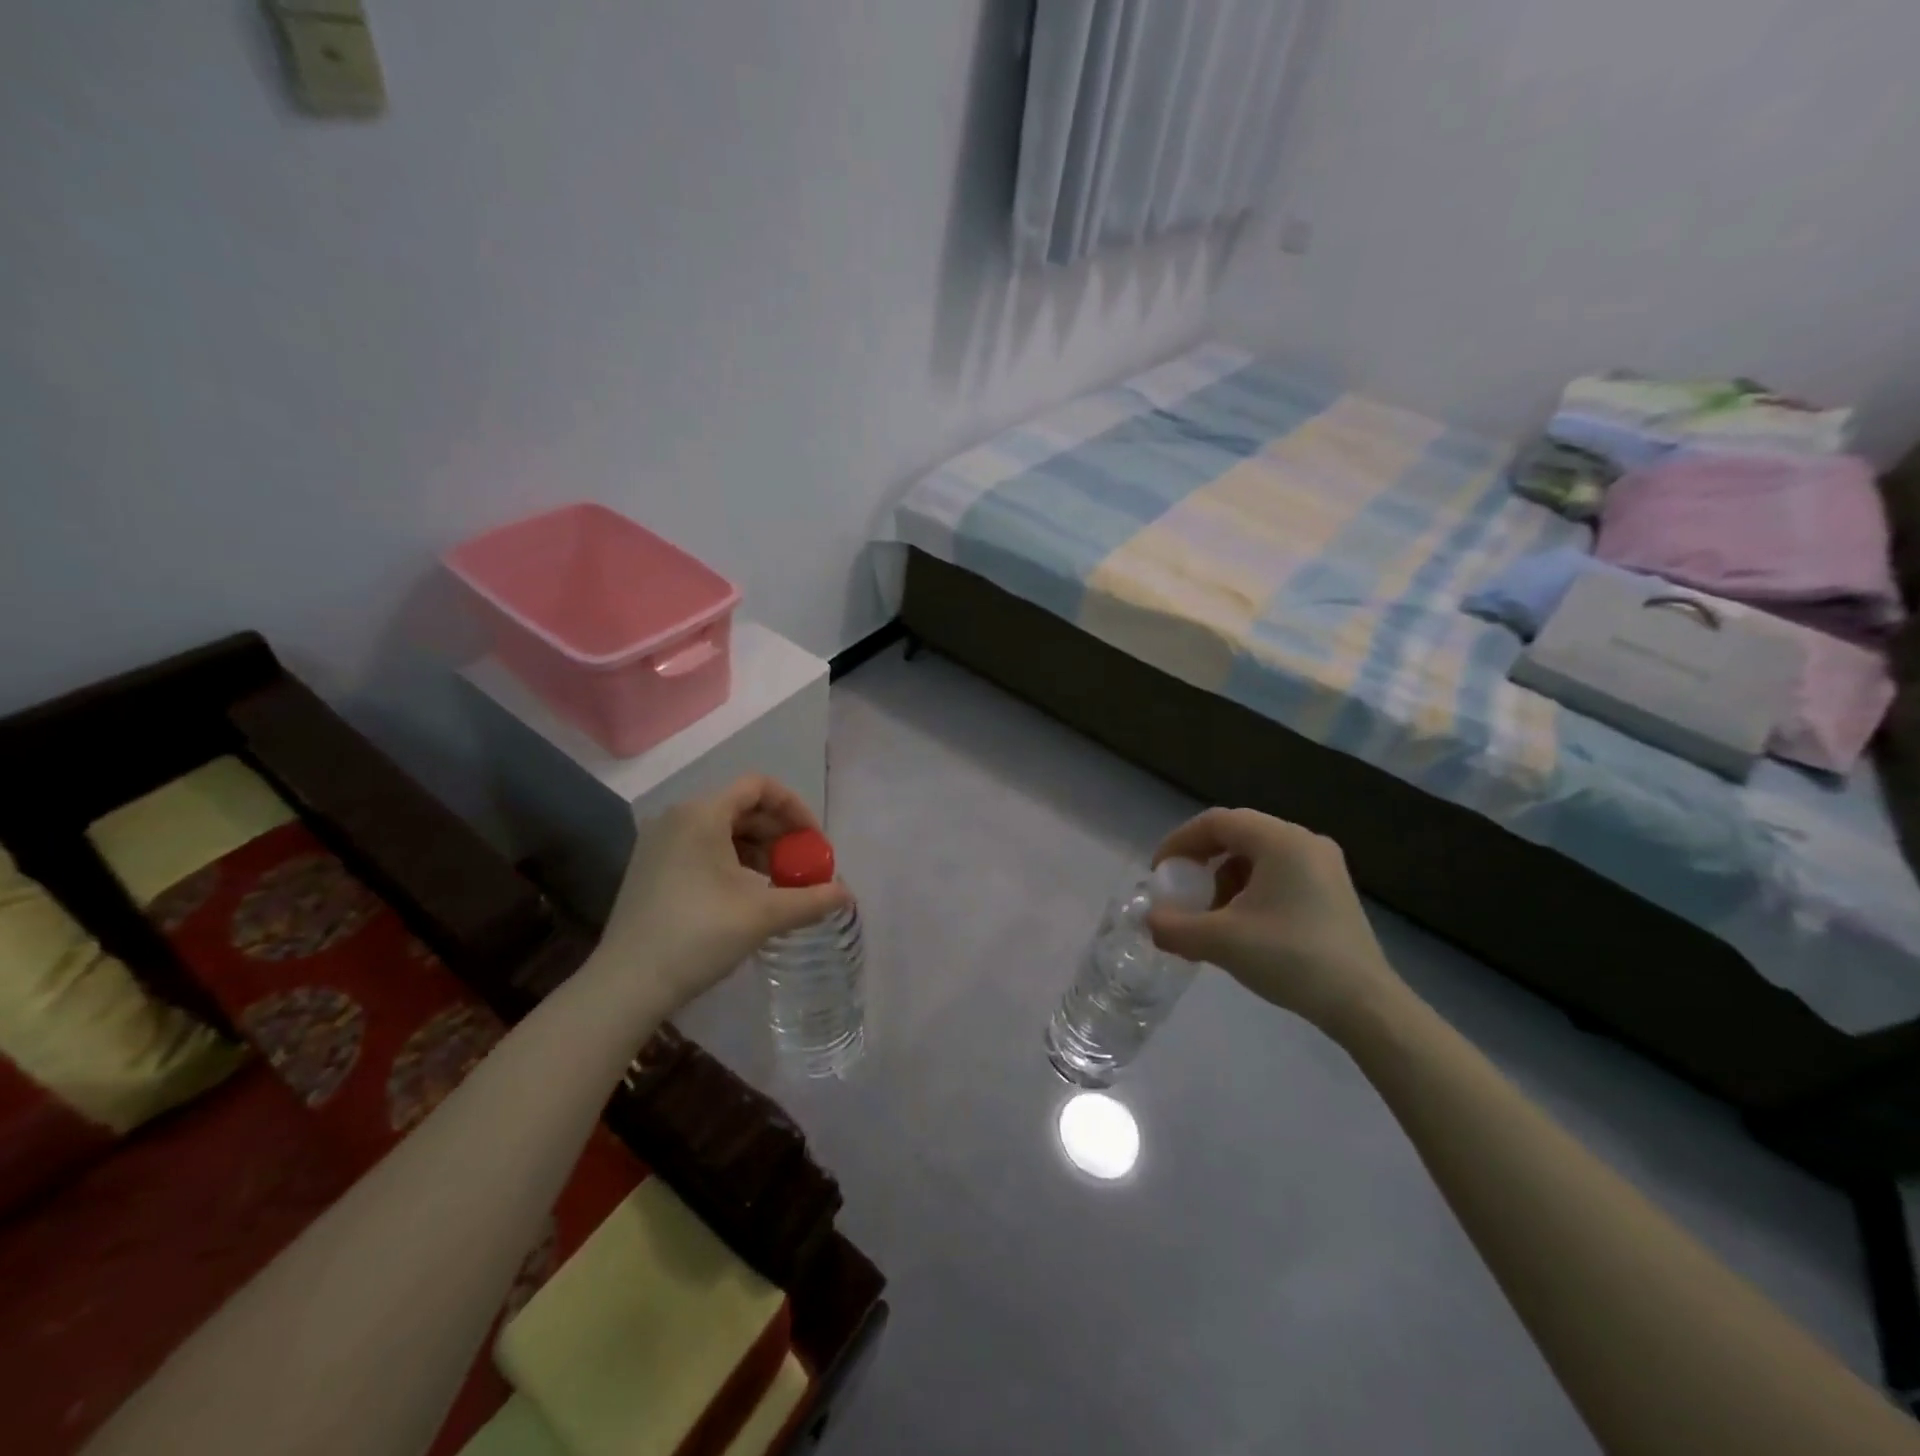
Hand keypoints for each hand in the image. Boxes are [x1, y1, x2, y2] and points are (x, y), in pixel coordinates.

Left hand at [591, 775, 850, 1015]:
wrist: (627, 984)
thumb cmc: (698, 936)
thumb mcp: (763, 915)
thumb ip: (811, 899)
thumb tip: (847, 895)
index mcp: (702, 814)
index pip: (760, 787)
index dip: (795, 808)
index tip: (815, 842)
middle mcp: (678, 817)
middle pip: (742, 807)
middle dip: (780, 834)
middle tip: (804, 866)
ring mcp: (660, 843)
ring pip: (723, 830)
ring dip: (759, 850)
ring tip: (781, 885)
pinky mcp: (651, 868)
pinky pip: (703, 849)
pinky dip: (733, 862)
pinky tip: (748, 895)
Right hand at [1146, 808, 1404, 1037]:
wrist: (1364, 1004)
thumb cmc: (1290, 958)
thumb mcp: (1221, 942)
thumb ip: (1174, 927)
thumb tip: (1150, 921)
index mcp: (1280, 840)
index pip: (1216, 822)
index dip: (1180, 841)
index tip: (1160, 871)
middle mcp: (1305, 841)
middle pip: (1238, 834)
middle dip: (1202, 860)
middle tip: (1182, 888)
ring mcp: (1324, 865)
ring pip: (1259, 855)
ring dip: (1226, 877)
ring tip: (1213, 914)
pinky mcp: (1333, 890)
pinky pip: (1280, 873)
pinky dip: (1251, 889)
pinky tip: (1245, 925)